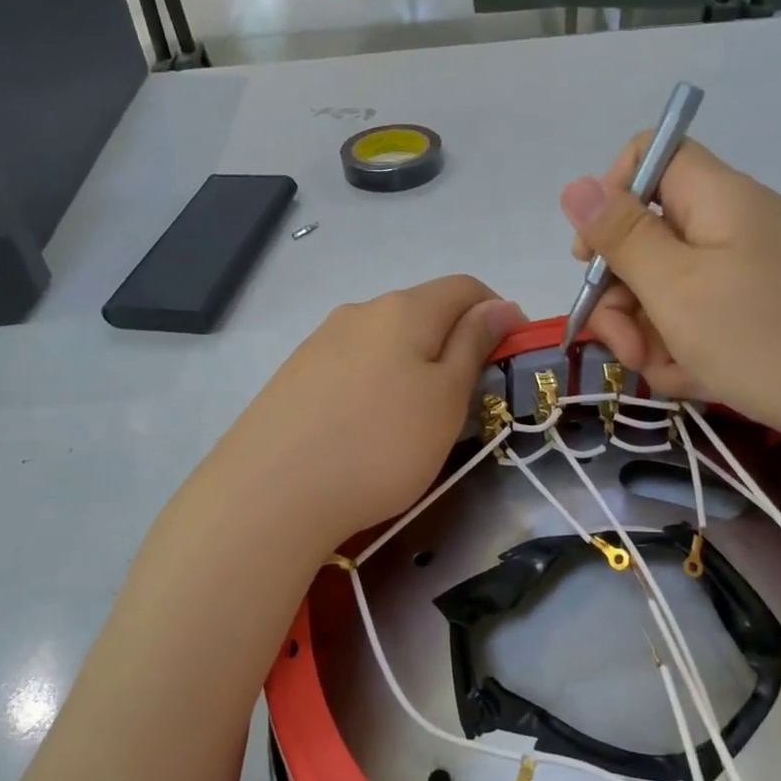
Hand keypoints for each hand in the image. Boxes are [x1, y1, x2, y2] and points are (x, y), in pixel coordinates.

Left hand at [210, 277, 525, 546]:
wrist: (271, 493)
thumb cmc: (381, 445)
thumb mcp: (446, 398)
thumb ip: (474, 344)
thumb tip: (500, 304)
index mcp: (404, 308)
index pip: (466, 287)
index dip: (497, 313)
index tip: (508, 358)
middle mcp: (359, 311)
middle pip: (422, 311)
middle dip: (453, 343)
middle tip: (464, 400)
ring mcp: (320, 341)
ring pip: (384, 340)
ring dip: (412, 365)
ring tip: (412, 421)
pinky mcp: (294, 375)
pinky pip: (351, 365)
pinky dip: (374, 383)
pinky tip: (364, 427)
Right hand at [560, 138, 780, 447]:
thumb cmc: (764, 339)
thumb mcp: (676, 288)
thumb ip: (621, 237)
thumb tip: (574, 185)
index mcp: (715, 199)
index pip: (650, 156)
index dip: (609, 197)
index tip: (591, 258)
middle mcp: (730, 225)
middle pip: (647, 236)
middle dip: (622, 295)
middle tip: (624, 346)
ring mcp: (745, 271)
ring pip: (666, 288)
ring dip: (649, 334)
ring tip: (667, 373)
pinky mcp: (755, 311)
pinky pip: (697, 319)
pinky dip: (685, 350)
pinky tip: (695, 381)